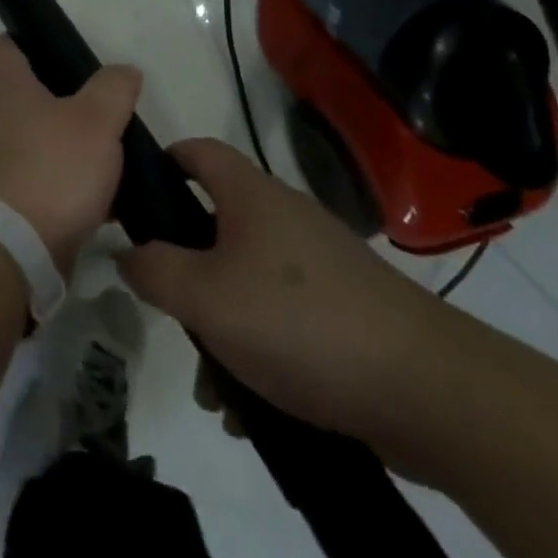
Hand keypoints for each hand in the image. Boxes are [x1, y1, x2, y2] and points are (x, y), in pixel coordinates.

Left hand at [0, 35, 140, 271]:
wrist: (18, 248)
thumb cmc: (54, 169)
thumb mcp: (95, 120)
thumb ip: (113, 89)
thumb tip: (123, 71)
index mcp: (13, 91)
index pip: (9, 48)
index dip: (27, 37)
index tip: (55, 39)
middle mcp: (3, 121)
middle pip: (34, 95)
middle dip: (69, 97)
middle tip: (109, 102)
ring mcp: (8, 162)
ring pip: (48, 140)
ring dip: (78, 144)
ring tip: (120, 150)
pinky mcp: (19, 200)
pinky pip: (54, 181)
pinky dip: (79, 184)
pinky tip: (114, 197)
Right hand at [118, 138, 467, 449]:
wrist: (432, 392)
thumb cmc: (300, 323)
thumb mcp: (206, 297)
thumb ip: (153, 269)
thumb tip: (126, 251)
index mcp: (251, 195)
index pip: (196, 151)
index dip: (160, 162)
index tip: (131, 200)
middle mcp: (285, 217)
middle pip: (216, 224)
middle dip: (185, 270)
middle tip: (166, 307)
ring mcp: (320, 264)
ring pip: (247, 280)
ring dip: (221, 325)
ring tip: (211, 386)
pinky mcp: (347, 310)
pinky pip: (283, 318)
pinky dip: (260, 349)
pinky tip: (253, 406)